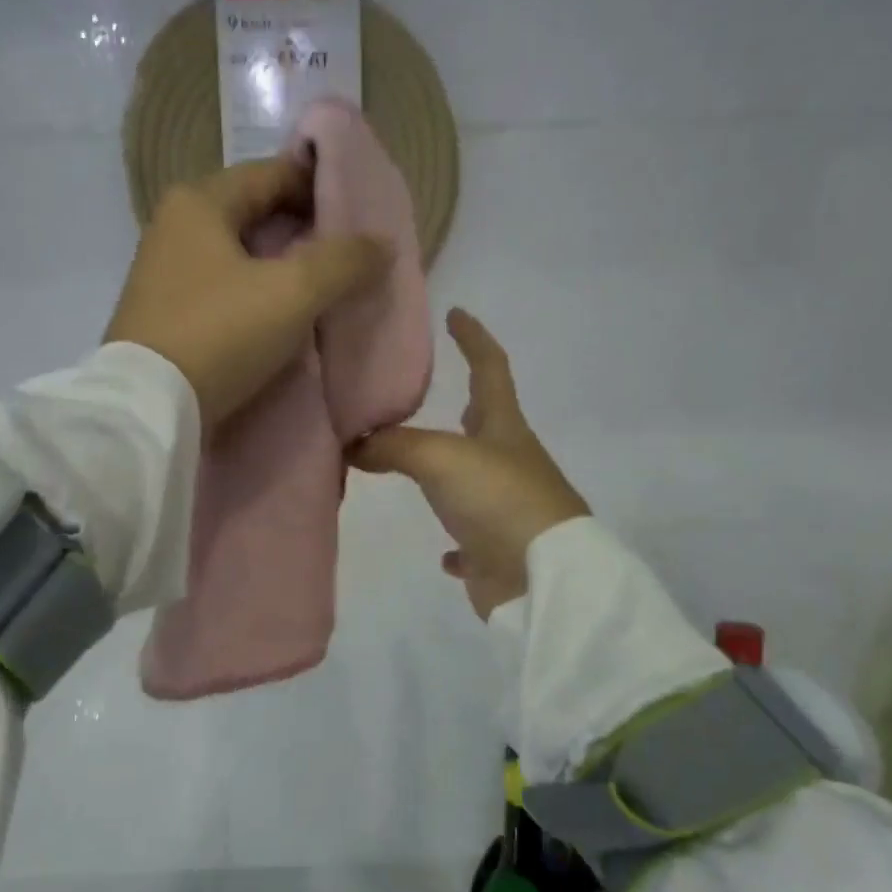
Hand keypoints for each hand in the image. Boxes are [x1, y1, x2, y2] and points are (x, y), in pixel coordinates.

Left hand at [105, 157, 390, 427]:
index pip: (272, 173)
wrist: (148, 409)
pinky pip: (223, 289)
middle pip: (254, 214)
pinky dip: (255, 295)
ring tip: (323, 289)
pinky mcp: (164, 315)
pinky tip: (281, 318)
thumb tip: (381, 244)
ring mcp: (164, 273)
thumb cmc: (220, 334)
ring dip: (280, 267)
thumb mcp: (292, 293)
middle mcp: (174, 227)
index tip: (360, 212)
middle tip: (347, 255)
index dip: (320, 187)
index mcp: (199, 203)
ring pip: (238, 255)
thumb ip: (343, 261)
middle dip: (302, 231)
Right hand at [352, 309, 589, 619]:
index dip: (474, 339)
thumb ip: (393, 445)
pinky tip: (442, 551)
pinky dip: (456, 542)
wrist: (542, 578)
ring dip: (449, 472)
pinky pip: (472, 540)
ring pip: (473, 481)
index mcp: (504, 429)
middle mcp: (509, 463)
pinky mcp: (498, 551)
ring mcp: (507, 508)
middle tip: (428, 395)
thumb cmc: (499, 499)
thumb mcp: (441, 458)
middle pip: (485, 424)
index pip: (490, 369)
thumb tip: (350, 442)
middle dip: (464, 403)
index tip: (456, 313)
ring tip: (416, 465)